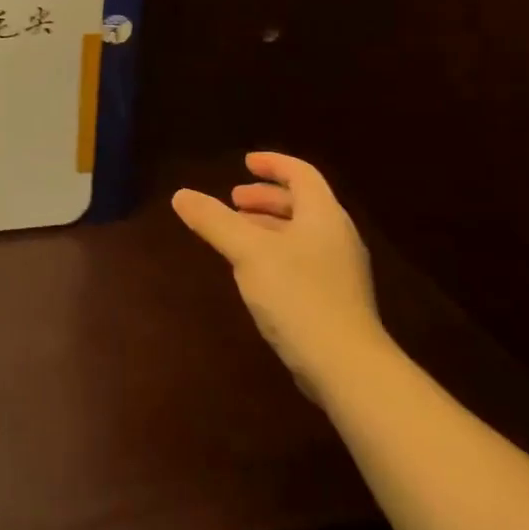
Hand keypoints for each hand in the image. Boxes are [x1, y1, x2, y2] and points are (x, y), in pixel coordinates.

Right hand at [171, 153, 387, 402]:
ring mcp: (339, 271)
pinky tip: (254, 272)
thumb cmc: (298, 296)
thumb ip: (214, 221)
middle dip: (265, 198)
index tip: (245, 162)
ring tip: (237, 234)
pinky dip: (276, 252)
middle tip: (233, 201)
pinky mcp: (335, 300)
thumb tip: (181, 194)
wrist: (347, 367)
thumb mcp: (248, 252)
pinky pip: (302, 260)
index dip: (273, 164)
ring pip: (301, 234)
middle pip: (302, 203)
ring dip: (268, 226)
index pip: (301, 174)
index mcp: (323, 216)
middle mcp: (336, 237)